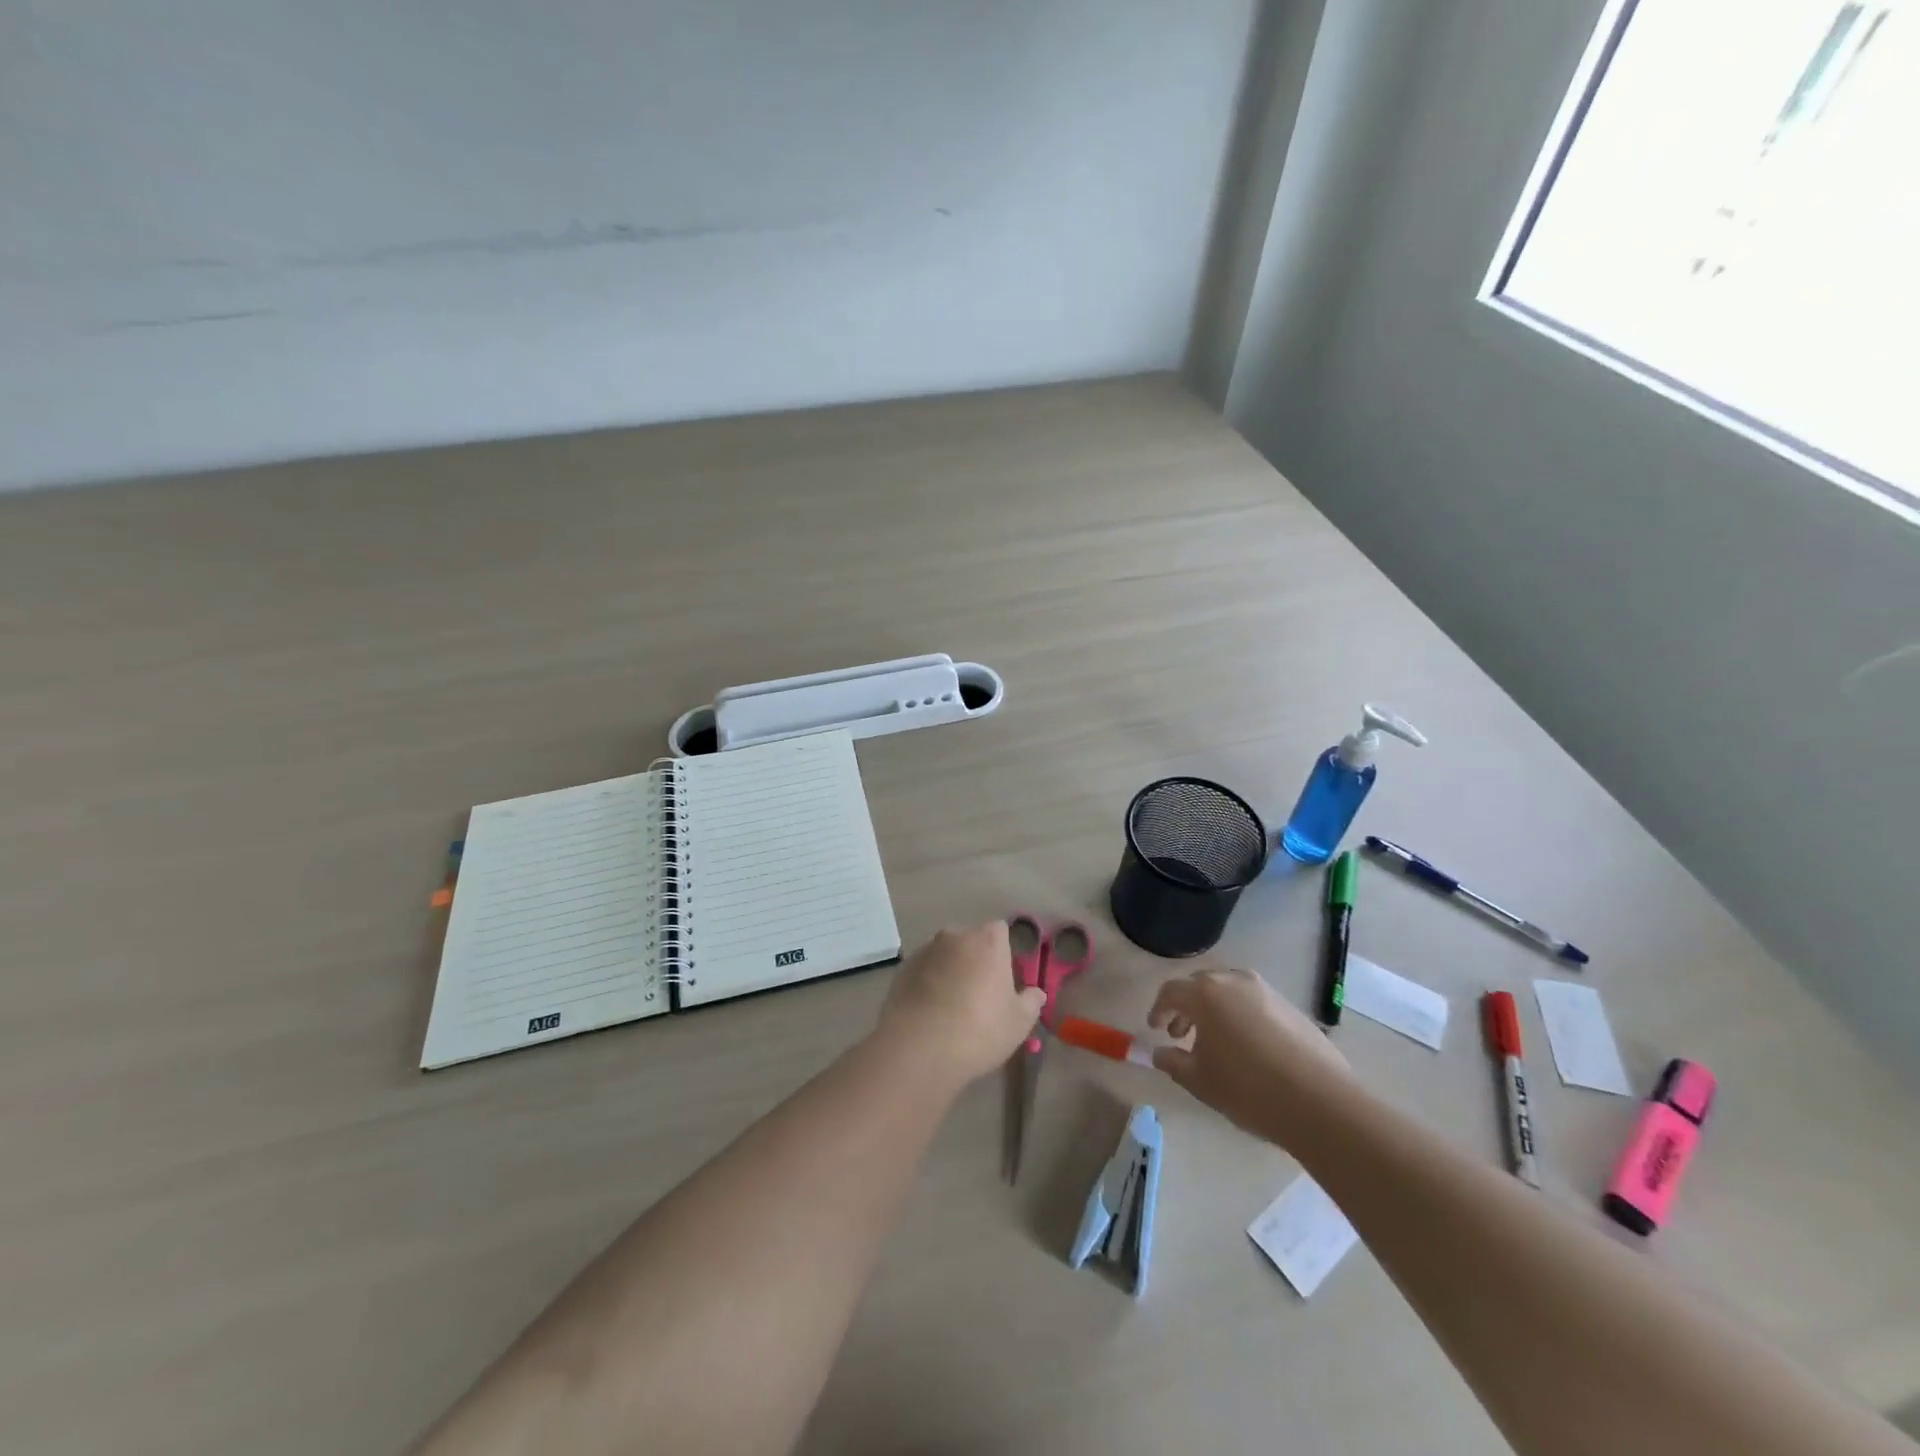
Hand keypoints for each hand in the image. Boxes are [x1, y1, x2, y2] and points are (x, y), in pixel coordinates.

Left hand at [875, 922, 1046, 1086]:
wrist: (919, 1049)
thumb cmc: (979, 1030)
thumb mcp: (1018, 1023)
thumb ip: (1030, 1003)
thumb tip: (1036, 993)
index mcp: (987, 941)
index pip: (1000, 930)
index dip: (1003, 951)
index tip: (1004, 977)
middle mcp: (955, 936)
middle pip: (971, 941)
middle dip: (976, 960)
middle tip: (981, 994)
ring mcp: (925, 951)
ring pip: (945, 956)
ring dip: (951, 971)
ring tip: (952, 1007)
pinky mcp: (903, 970)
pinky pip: (924, 971)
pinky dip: (929, 983)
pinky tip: (931, 1013)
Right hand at [1149, 968, 1352, 1147]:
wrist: (1320, 1102)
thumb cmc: (1247, 1088)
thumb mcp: (1199, 1081)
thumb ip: (1172, 1062)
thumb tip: (1159, 1052)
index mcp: (1205, 993)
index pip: (1171, 991)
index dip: (1159, 1010)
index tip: (1155, 1029)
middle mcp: (1234, 981)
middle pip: (1200, 986)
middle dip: (1186, 1008)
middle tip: (1180, 1034)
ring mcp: (1266, 991)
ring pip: (1229, 992)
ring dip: (1214, 1010)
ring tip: (1214, 1042)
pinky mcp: (1290, 1006)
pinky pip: (1253, 1003)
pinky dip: (1240, 1016)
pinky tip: (1247, 1048)